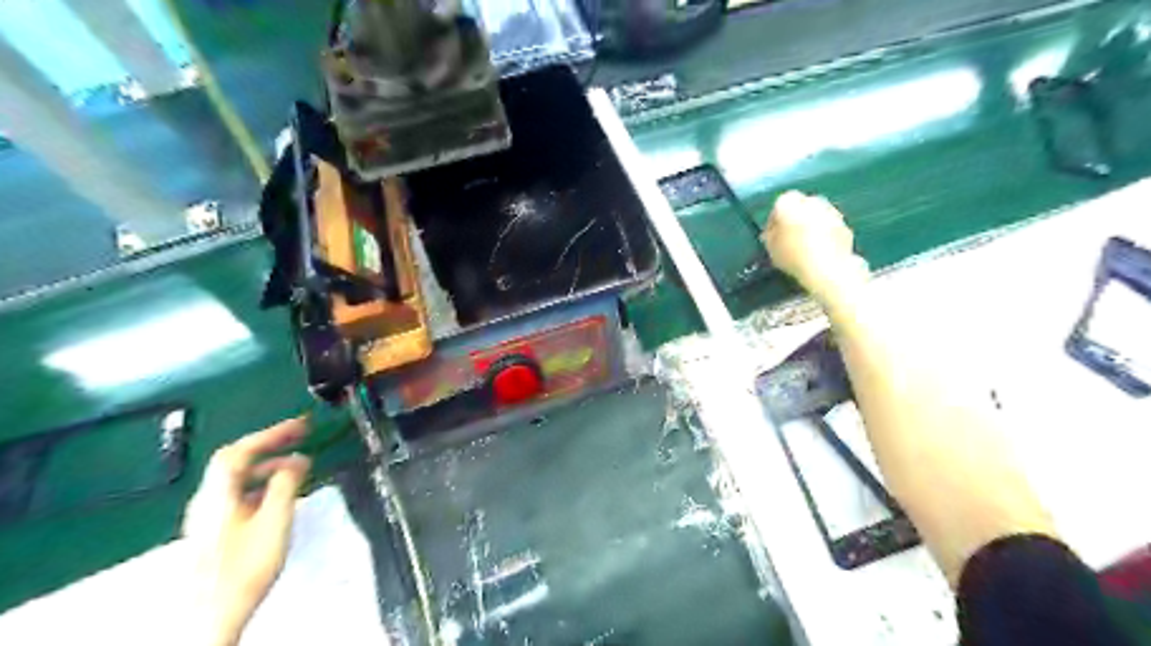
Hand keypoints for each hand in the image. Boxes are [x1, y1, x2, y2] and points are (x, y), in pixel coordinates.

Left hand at [183, 418, 309, 643]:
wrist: (211, 615)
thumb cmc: (245, 565)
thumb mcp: (275, 520)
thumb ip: (286, 484)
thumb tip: (297, 460)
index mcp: (218, 493)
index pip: (241, 450)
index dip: (271, 433)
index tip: (301, 425)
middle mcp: (207, 500)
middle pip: (234, 462)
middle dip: (269, 445)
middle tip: (299, 437)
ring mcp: (207, 516)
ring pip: (236, 479)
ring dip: (267, 466)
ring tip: (296, 466)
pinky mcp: (213, 531)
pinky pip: (238, 494)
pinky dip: (260, 484)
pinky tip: (278, 495)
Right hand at [763, 189, 867, 303]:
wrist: (827, 267)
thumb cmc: (792, 255)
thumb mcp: (770, 248)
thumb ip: (770, 236)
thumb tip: (773, 233)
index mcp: (789, 201)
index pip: (778, 207)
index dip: (774, 223)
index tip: (772, 237)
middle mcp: (812, 200)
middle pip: (800, 208)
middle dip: (795, 221)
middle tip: (788, 239)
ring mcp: (832, 211)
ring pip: (816, 217)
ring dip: (811, 227)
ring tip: (804, 248)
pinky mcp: (845, 225)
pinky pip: (829, 229)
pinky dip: (824, 236)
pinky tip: (819, 252)